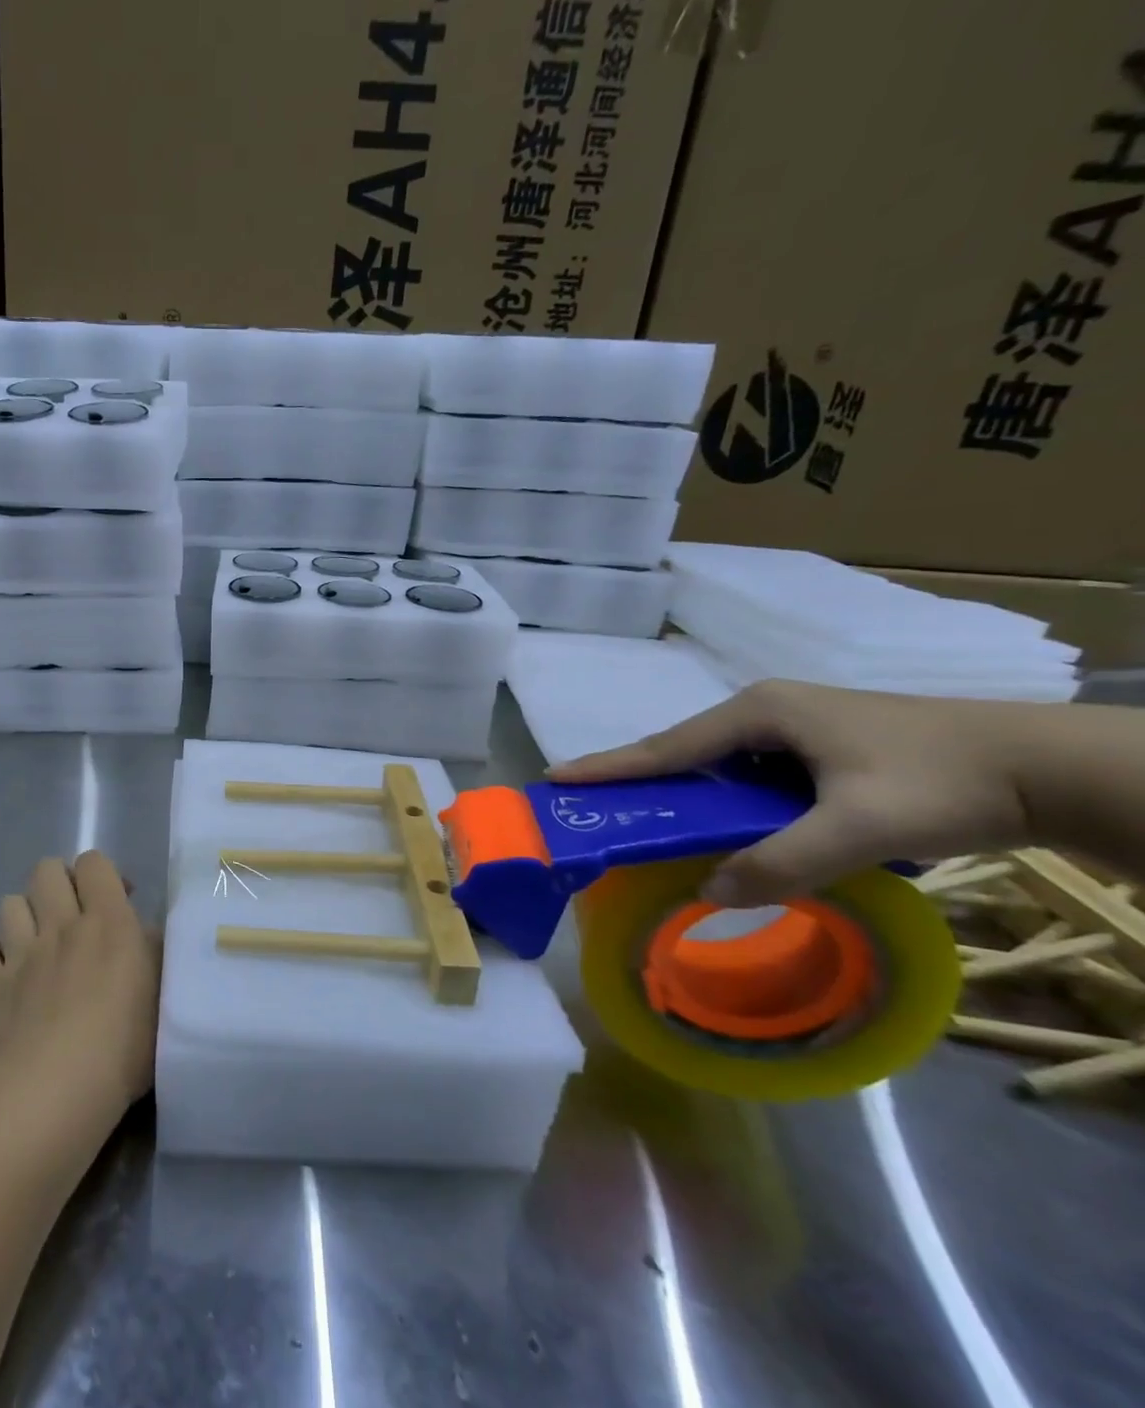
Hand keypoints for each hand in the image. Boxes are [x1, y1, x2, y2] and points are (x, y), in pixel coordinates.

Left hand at [0, 851, 158, 1120]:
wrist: (58, 1088)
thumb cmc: (125, 1044)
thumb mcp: (162, 994)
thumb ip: (152, 952)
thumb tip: (142, 931)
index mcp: (107, 920)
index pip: (94, 862)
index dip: (101, 874)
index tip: (115, 902)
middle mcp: (60, 924)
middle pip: (46, 870)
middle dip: (57, 883)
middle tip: (72, 916)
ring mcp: (19, 952)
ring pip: (9, 903)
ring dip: (22, 915)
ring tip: (34, 942)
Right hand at [549, 680, 1037, 906]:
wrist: (1049, 767)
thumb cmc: (945, 781)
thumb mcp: (862, 827)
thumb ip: (784, 862)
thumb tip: (709, 893)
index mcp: (759, 713)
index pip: (666, 747)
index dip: (610, 766)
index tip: (557, 778)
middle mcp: (766, 712)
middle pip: (686, 754)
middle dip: (641, 783)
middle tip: (599, 811)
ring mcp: (793, 728)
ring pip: (720, 769)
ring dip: (689, 799)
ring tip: (655, 829)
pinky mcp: (820, 749)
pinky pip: (752, 778)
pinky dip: (729, 805)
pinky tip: (731, 830)